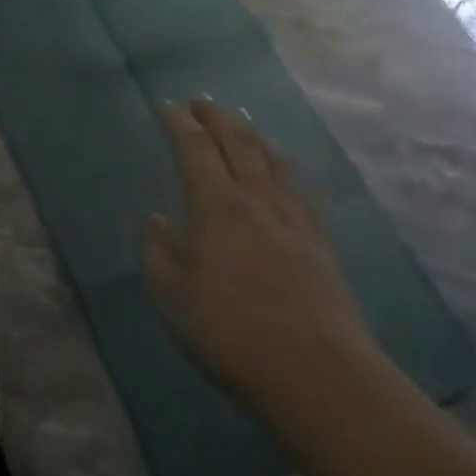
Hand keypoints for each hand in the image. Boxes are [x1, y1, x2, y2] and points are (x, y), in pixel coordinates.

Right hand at [142, 99, 378, 412]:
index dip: (179, 123)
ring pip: (273, 158)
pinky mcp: (320, 240)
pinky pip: (298, 185)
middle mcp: (257, 199)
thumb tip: (155, 219)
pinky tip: (282, 169)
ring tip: (240, 123)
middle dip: (217, 117)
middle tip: (200, 102)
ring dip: (252, 133)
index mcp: (217, 207)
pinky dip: (283, 164)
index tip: (166, 107)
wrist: (319, 373)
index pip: (195, 148)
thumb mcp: (173, 297)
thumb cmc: (233, 333)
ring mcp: (294, 218)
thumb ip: (158, 252)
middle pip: (239, 142)